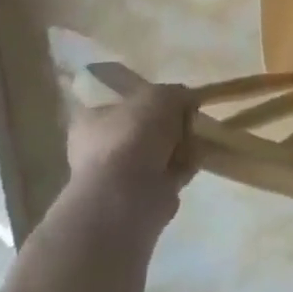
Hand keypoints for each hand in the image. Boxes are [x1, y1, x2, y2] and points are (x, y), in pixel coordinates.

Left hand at [65, 85, 196, 231]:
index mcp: (92, 121)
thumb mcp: (161, 96)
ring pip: (157, 154)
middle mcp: (100, 149)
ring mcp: (120, 177)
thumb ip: (176, 93)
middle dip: (169, 125)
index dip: (147, 99)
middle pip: (143, 129)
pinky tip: (199, 157)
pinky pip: (169, 174)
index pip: (119, 105)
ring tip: (199, 137)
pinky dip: (185, 166)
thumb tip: (186, 101)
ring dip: (179, 146)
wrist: (129, 195)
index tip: (173, 98)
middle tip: (189, 118)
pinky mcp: (142, 198)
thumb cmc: (133, 135)